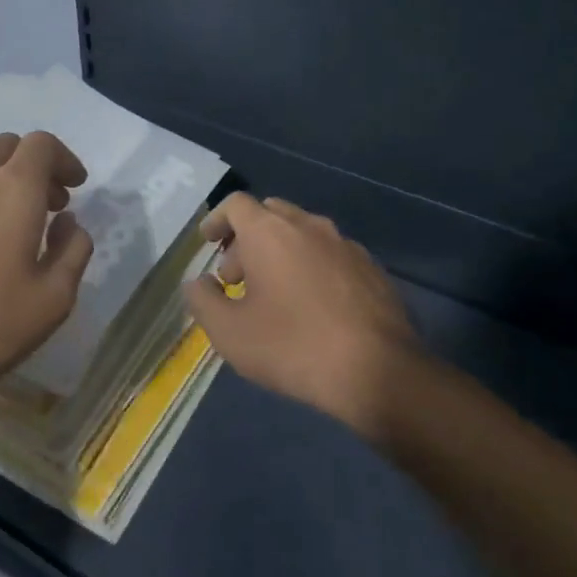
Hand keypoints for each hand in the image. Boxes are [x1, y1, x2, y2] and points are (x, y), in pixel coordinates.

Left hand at [0, 131, 93, 416]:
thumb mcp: (52, 300)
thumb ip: (73, 251)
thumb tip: (68, 222)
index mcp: (13, 188)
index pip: (42, 145)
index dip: (64, 159)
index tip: (74, 187)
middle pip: (5, 146)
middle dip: (32, 166)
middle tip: (46, 204)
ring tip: (3, 218)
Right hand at [183, 194, 430, 441]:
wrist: (379, 372)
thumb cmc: (292, 346)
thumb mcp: (229, 332)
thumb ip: (202, 300)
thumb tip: (198, 283)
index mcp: (270, 232)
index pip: (236, 204)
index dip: (217, 220)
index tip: (208, 242)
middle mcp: (309, 226)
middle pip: (270, 213)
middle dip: (247, 238)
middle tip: (236, 277)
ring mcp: (345, 245)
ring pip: (302, 233)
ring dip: (280, 252)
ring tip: (272, 294)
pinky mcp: (372, 268)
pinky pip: (330, 254)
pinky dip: (310, 266)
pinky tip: (311, 305)